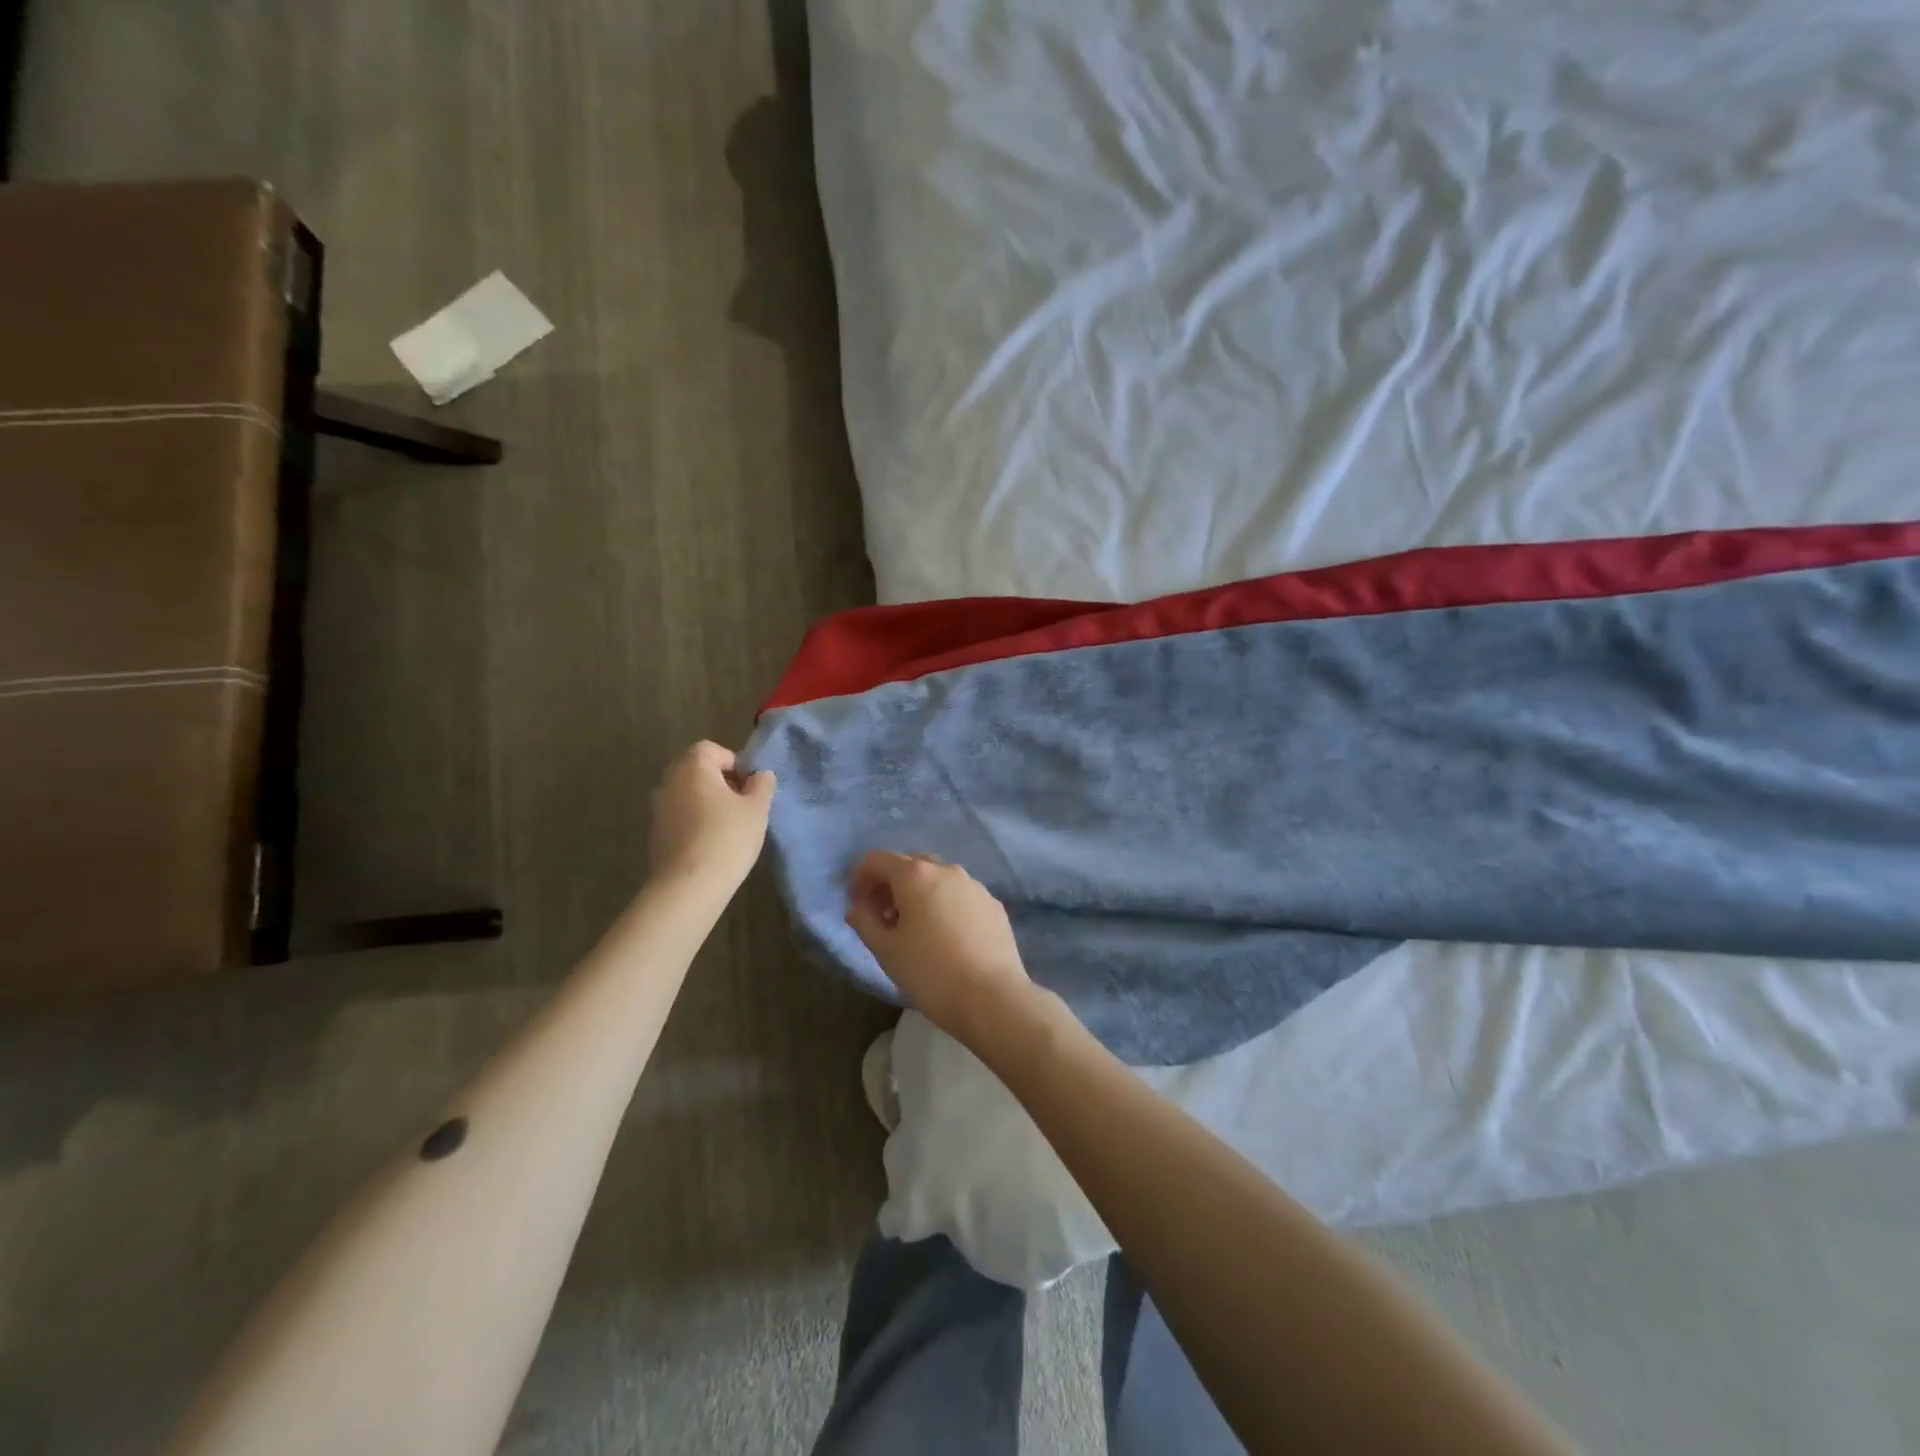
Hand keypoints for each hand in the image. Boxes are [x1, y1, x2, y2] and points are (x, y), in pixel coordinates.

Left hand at [648, 741, 774, 888]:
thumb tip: (760, 775)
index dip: (733, 763)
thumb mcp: (757, 809)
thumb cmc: (727, 837)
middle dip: (720, 782)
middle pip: (697, 770)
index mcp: (693, 767)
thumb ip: (762, 785)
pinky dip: (695, 822)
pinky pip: (680, 816)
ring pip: (688, 794)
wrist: (689, 885)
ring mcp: (659, 808)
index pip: (711, 749)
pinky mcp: (656, 833)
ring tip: (729, 827)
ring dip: (707, 803)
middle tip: (742, 805)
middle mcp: (670, 781)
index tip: (748, 786)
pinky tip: (711, 844)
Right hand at [843, 851, 1035, 1040]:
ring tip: (913, 930)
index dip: (860, 879)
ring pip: (937, 879)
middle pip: (909, 865)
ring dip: (918, 895)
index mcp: (915, 875)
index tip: (857, 906)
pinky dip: (944, 905)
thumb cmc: (930, 972)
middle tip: (882, 918)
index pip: (877, 860)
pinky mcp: (993, 904)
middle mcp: (946, 870)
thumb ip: (864, 922)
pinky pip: (960, 896)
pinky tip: (945, 938)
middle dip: (890, 885)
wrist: (991, 997)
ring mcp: (974, 885)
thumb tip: (856, 909)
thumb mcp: (886, 950)